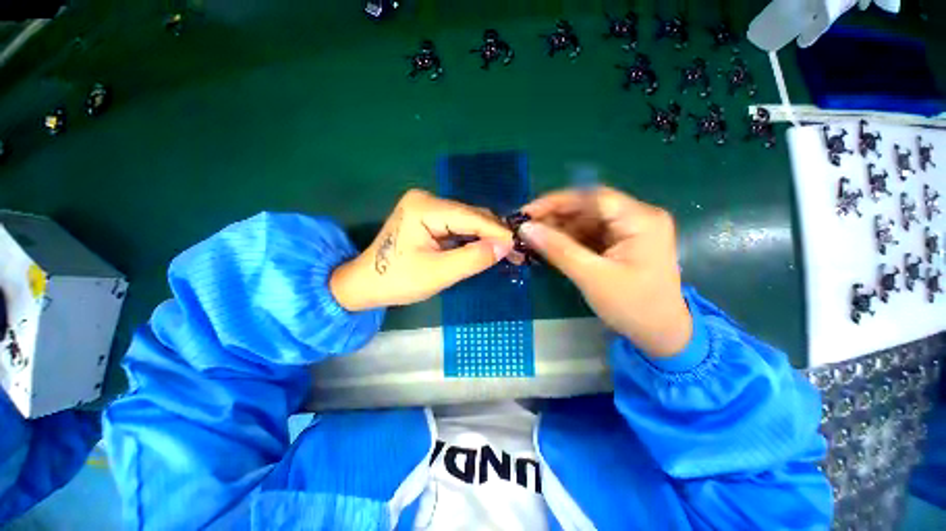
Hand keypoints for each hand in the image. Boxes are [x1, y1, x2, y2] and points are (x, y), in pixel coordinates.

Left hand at [330, 189, 513, 310]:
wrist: (365, 283)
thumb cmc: (397, 280)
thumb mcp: (438, 274)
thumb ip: (472, 259)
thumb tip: (505, 246)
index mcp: (424, 208)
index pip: (471, 217)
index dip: (498, 232)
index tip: (519, 247)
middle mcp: (427, 199)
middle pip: (471, 215)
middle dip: (494, 234)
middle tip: (515, 253)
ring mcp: (427, 206)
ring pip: (467, 220)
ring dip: (485, 236)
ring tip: (505, 253)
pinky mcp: (428, 217)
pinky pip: (458, 225)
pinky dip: (473, 238)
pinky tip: (485, 249)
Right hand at [520, 186, 691, 356]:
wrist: (660, 334)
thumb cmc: (632, 306)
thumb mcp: (591, 277)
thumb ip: (557, 249)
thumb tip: (525, 228)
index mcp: (640, 220)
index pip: (592, 197)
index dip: (556, 201)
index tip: (527, 212)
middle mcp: (637, 217)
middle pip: (588, 207)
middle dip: (555, 217)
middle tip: (525, 228)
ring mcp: (629, 230)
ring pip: (585, 221)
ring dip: (558, 229)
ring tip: (532, 238)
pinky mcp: (621, 243)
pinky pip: (589, 234)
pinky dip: (568, 240)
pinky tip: (549, 246)